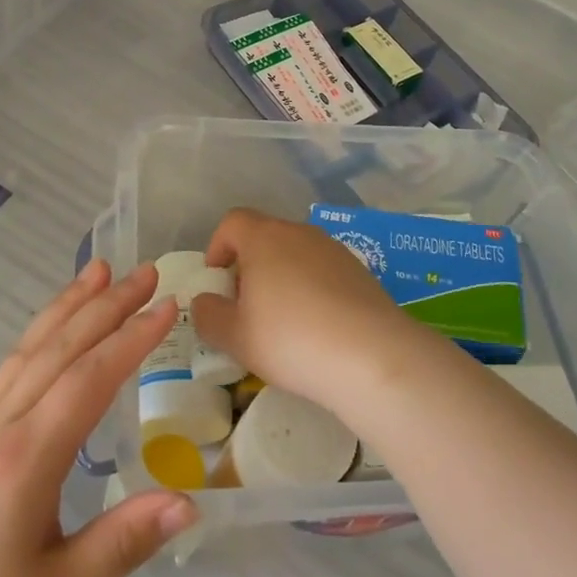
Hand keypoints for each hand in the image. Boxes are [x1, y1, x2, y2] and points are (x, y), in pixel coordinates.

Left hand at [0, 260, 197, 576]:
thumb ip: (122, 543)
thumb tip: (190, 505)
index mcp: (27, 459)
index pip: (88, 379)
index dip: (131, 339)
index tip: (168, 306)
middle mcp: (2, 425)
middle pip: (61, 348)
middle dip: (107, 304)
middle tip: (147, 272)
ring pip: (31, 347)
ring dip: (69, 304)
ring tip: (99, 269)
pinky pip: (10, 365)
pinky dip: (40, 331)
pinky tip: (54, 326)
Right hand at [191, 207, 433, 419]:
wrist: (371, 355)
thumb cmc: (291, 339)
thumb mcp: (235, 337)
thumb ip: (209, 315)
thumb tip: (204, 301)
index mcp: (264, 238)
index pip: (233, 222)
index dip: (218, 246)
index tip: (217, 280)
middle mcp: (300, 233)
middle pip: (265, 237)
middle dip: (249, 267)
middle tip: (246, 307)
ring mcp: (334, 250)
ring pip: (296, 254)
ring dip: (282, 278)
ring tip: (282, 322)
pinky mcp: (361, 271)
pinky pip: (323, 272)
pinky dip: (312, 290)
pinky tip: (317, 328)